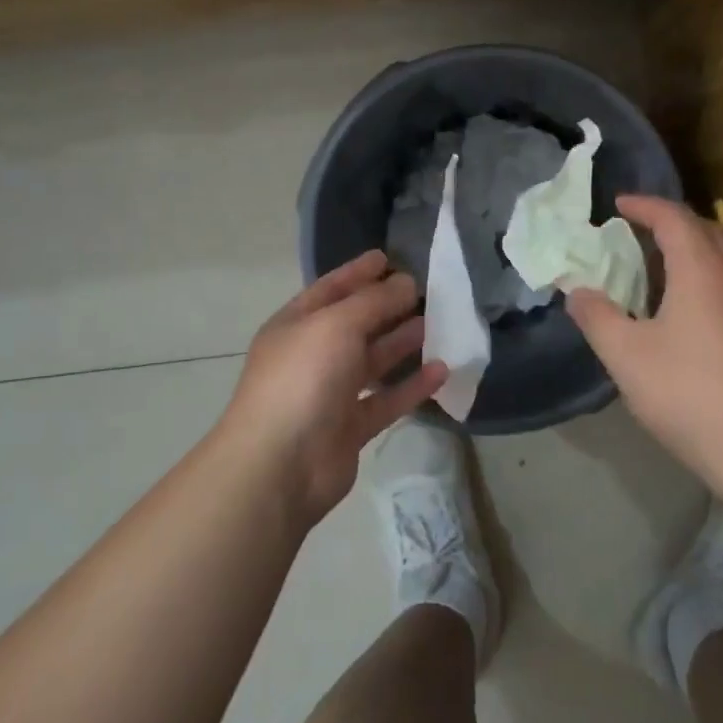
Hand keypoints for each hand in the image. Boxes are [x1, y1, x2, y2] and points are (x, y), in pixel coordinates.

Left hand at [218, 250, 447, 526]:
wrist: (280, 465)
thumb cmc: (303, 378)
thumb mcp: (337, 324)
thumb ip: (374, 301)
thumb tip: (406, 282)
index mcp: (296, 325)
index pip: (330, 289)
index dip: (358, 272)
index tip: (388, 256)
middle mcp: (312, 355)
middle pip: (355, 324)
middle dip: (387, 306)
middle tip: (425, 289)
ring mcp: (330, 393)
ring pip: (373, 361)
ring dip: (402, 342)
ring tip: (437, 322)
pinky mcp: (350, 428)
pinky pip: (387, 400)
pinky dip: (412, 385)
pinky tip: (441, 370)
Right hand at [567, 195, 722, 501]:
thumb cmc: (694, 397)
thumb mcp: (628, 359)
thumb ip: (597, 318)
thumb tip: (576, 291)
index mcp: (702, 270)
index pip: (674, 217)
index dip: (644, 205)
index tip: (619, 204)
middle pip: (706, 232)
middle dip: (671, 224)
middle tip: (640, 232)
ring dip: (695, 253)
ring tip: (664, 271)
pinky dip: (712, 281)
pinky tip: (698, 315)